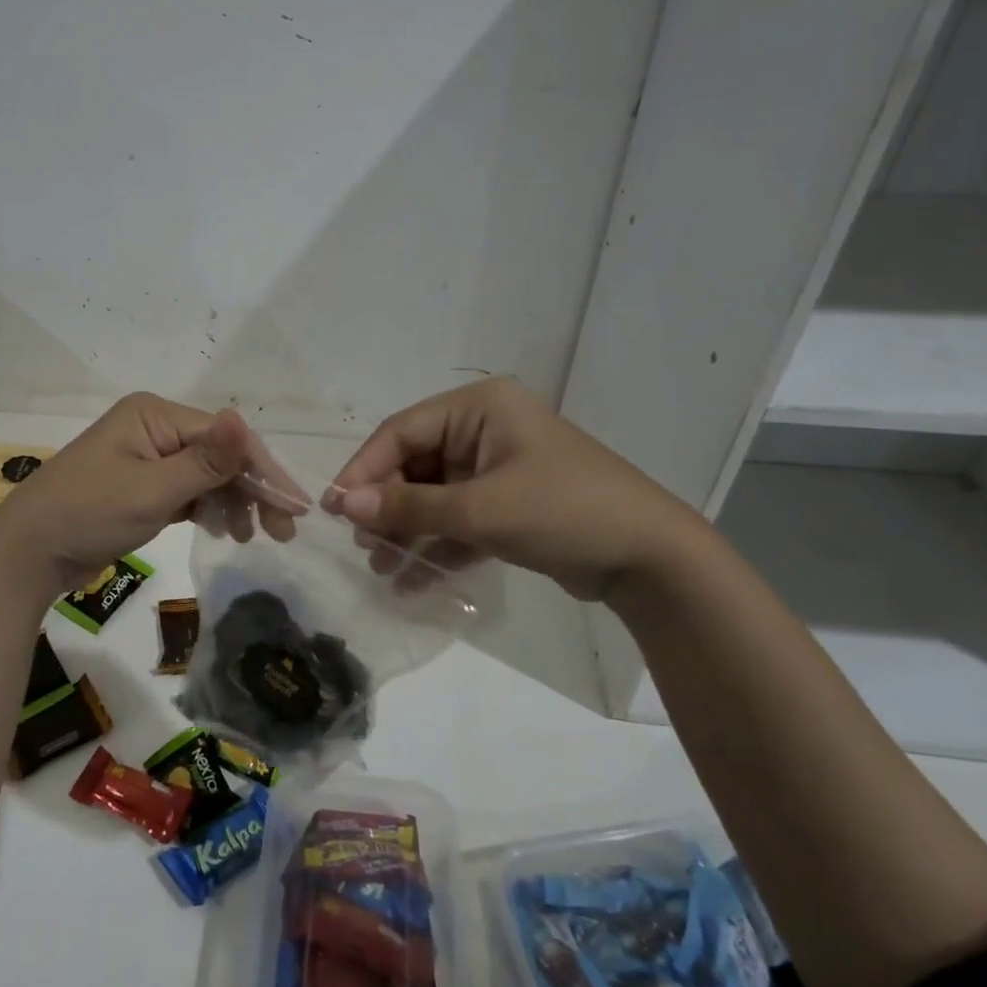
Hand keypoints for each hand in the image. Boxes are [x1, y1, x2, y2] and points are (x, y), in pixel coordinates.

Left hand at [0, 393, 299, 597]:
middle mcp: (154, 426)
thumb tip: (245, 418)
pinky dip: (208, 507)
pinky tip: (224, 529)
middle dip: (251, 489)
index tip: (296, 507)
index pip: (224, 437)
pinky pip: (187, 489)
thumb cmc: (89, 514)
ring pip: (206, 473)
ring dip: (232, 501)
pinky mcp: (142, 483)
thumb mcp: (153, 491)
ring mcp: (147, 455)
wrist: (28, 553)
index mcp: (155, 414)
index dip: (263, 470)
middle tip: (281, 531)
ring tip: (249, 537)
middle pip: (219, 453)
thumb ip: (206, 461)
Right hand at [327, 378, 702, 601]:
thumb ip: (409, 506)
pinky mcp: (507, 504)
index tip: (334, 508)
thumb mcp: (481, 509)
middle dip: (386, 505)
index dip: (364, 468)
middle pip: (415, 463)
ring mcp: (496, 467)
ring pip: (433, 494)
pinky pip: (457, 518)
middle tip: (361, 545)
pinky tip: (409, 579)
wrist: (652, 560)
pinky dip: (435, 545)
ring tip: (380, 566)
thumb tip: (343, 504)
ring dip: (406, 529)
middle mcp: (483, 429)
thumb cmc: (564, 512)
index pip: (402, 431)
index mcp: (479, 407)